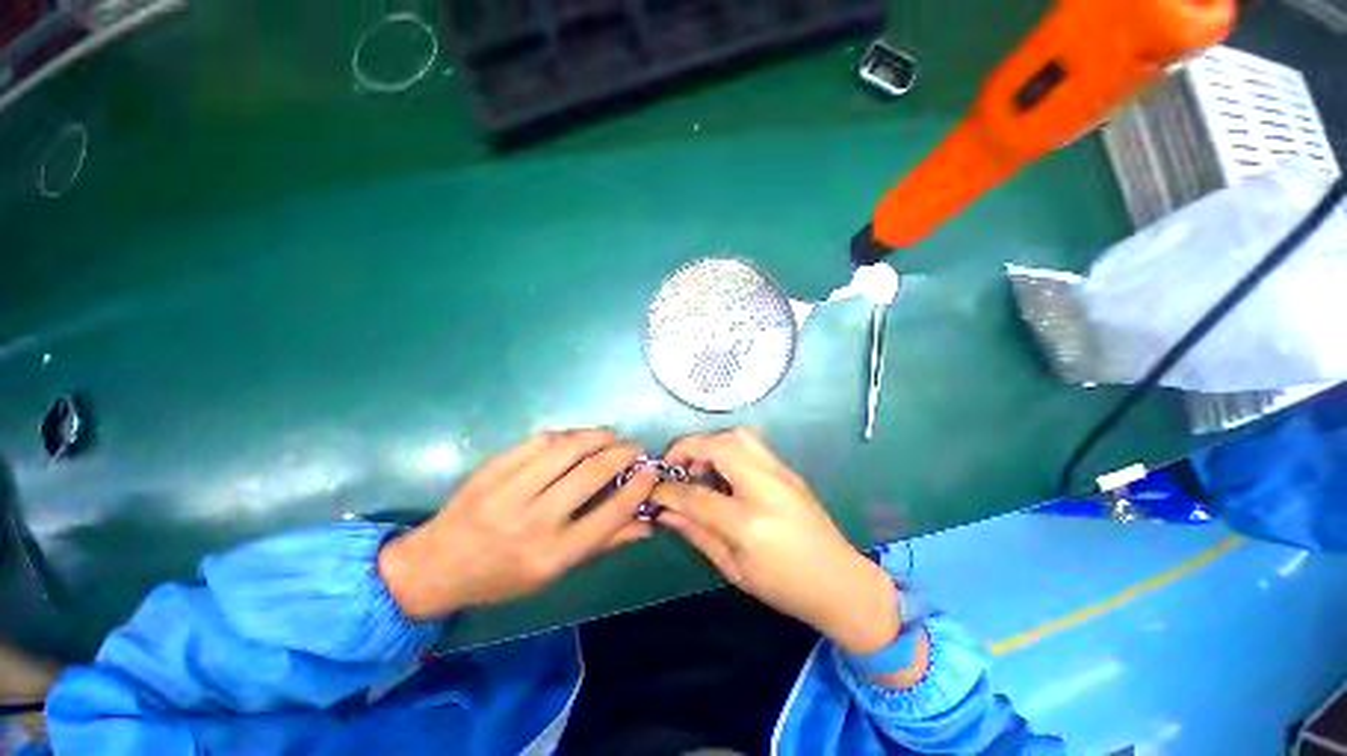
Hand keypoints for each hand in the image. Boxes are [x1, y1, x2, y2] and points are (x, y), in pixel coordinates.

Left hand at [378, 429, 657, 619]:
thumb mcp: (555, 573)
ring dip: (597, 436)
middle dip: (622, 454)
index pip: (610, 514)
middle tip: (635, 447)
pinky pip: (538, 441)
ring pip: (566, 449)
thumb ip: (604, 543)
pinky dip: (567, 435)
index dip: (638, 488)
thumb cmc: (502, 578)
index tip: (651, 470)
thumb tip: (647, 523)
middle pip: (591, 473)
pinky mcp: (493, 469)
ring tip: (612, 436)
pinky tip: (577, 437)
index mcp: (552, 554)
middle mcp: (534, 520)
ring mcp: (510, 491)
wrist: (437, 566)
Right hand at [651, 429, 899, 655]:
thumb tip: (665, 513)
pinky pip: (752, 443)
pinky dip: (728, 447)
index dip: (668, 490)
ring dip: (710, 443)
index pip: (696, 495)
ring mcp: (780, 473)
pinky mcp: (787, 470)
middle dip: (687, 448)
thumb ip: (696, 534)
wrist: (841, 582)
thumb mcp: (734, 568)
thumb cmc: (785, 586)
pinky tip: (724, 471)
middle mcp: (765, 487)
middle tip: (674, 466)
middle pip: (718, 446)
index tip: (653, 491)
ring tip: (700, 467)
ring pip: (737, 435)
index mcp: (748, 522)